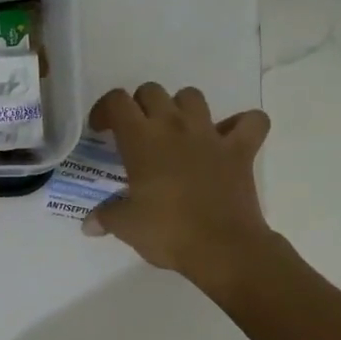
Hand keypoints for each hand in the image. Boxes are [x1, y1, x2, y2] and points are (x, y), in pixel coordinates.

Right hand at [83, 84, 274, 295]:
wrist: (222, 248)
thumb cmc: (167, 232)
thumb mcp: (125, 226)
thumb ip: (104, 217)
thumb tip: (89, 224)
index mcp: (141, 139)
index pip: (117, 101)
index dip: (104, 110)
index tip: (101, 132)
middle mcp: (174, 126)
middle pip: (152, 91)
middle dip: (140, 106)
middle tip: (136, 133)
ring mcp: (210, 134)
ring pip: (193, 96)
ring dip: (181, 108)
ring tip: (176, 132)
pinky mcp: (240, 150)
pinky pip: (251, 121)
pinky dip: (242, 124)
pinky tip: (229, 138)